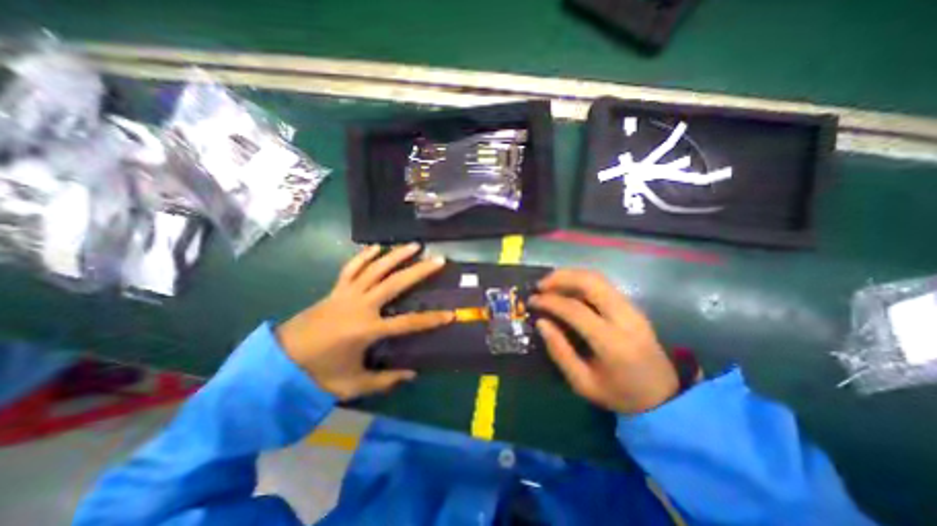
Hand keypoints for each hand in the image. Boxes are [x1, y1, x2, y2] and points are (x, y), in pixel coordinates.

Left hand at [275, 244, 452, 400]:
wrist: (277, 362)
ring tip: (414, 245)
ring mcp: (346, 294)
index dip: (431, 319)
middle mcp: (360, 306)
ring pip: (375, 269)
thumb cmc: (316, 375)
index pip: (407, 323)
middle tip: (438, 260)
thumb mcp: (352, 384)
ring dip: (396, 255)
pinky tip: (377, 247)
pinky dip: (364, 256)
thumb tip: (412, 373)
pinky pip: (351, 268)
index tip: (451, 314)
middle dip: (419, 271)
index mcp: (366, 330)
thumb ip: (385, 381)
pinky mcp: (335, 290)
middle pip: (395, 283)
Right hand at [530, 272, 677, 414]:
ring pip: (599, 278)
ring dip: (571, 275)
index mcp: (612, 342)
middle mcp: (625, 318)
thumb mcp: (582, 382)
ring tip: (550, 283)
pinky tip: (568, 288)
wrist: (664, 398)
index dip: (550, 301)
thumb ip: (560, 351)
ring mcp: (632, 309)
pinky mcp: (633, 307)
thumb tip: (541, 322)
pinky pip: (604, 284)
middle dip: (561, 277)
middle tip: (540, 285)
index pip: (575, 309)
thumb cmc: (619, 395)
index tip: (532, 300)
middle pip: (591, 282)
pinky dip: (582, 281)